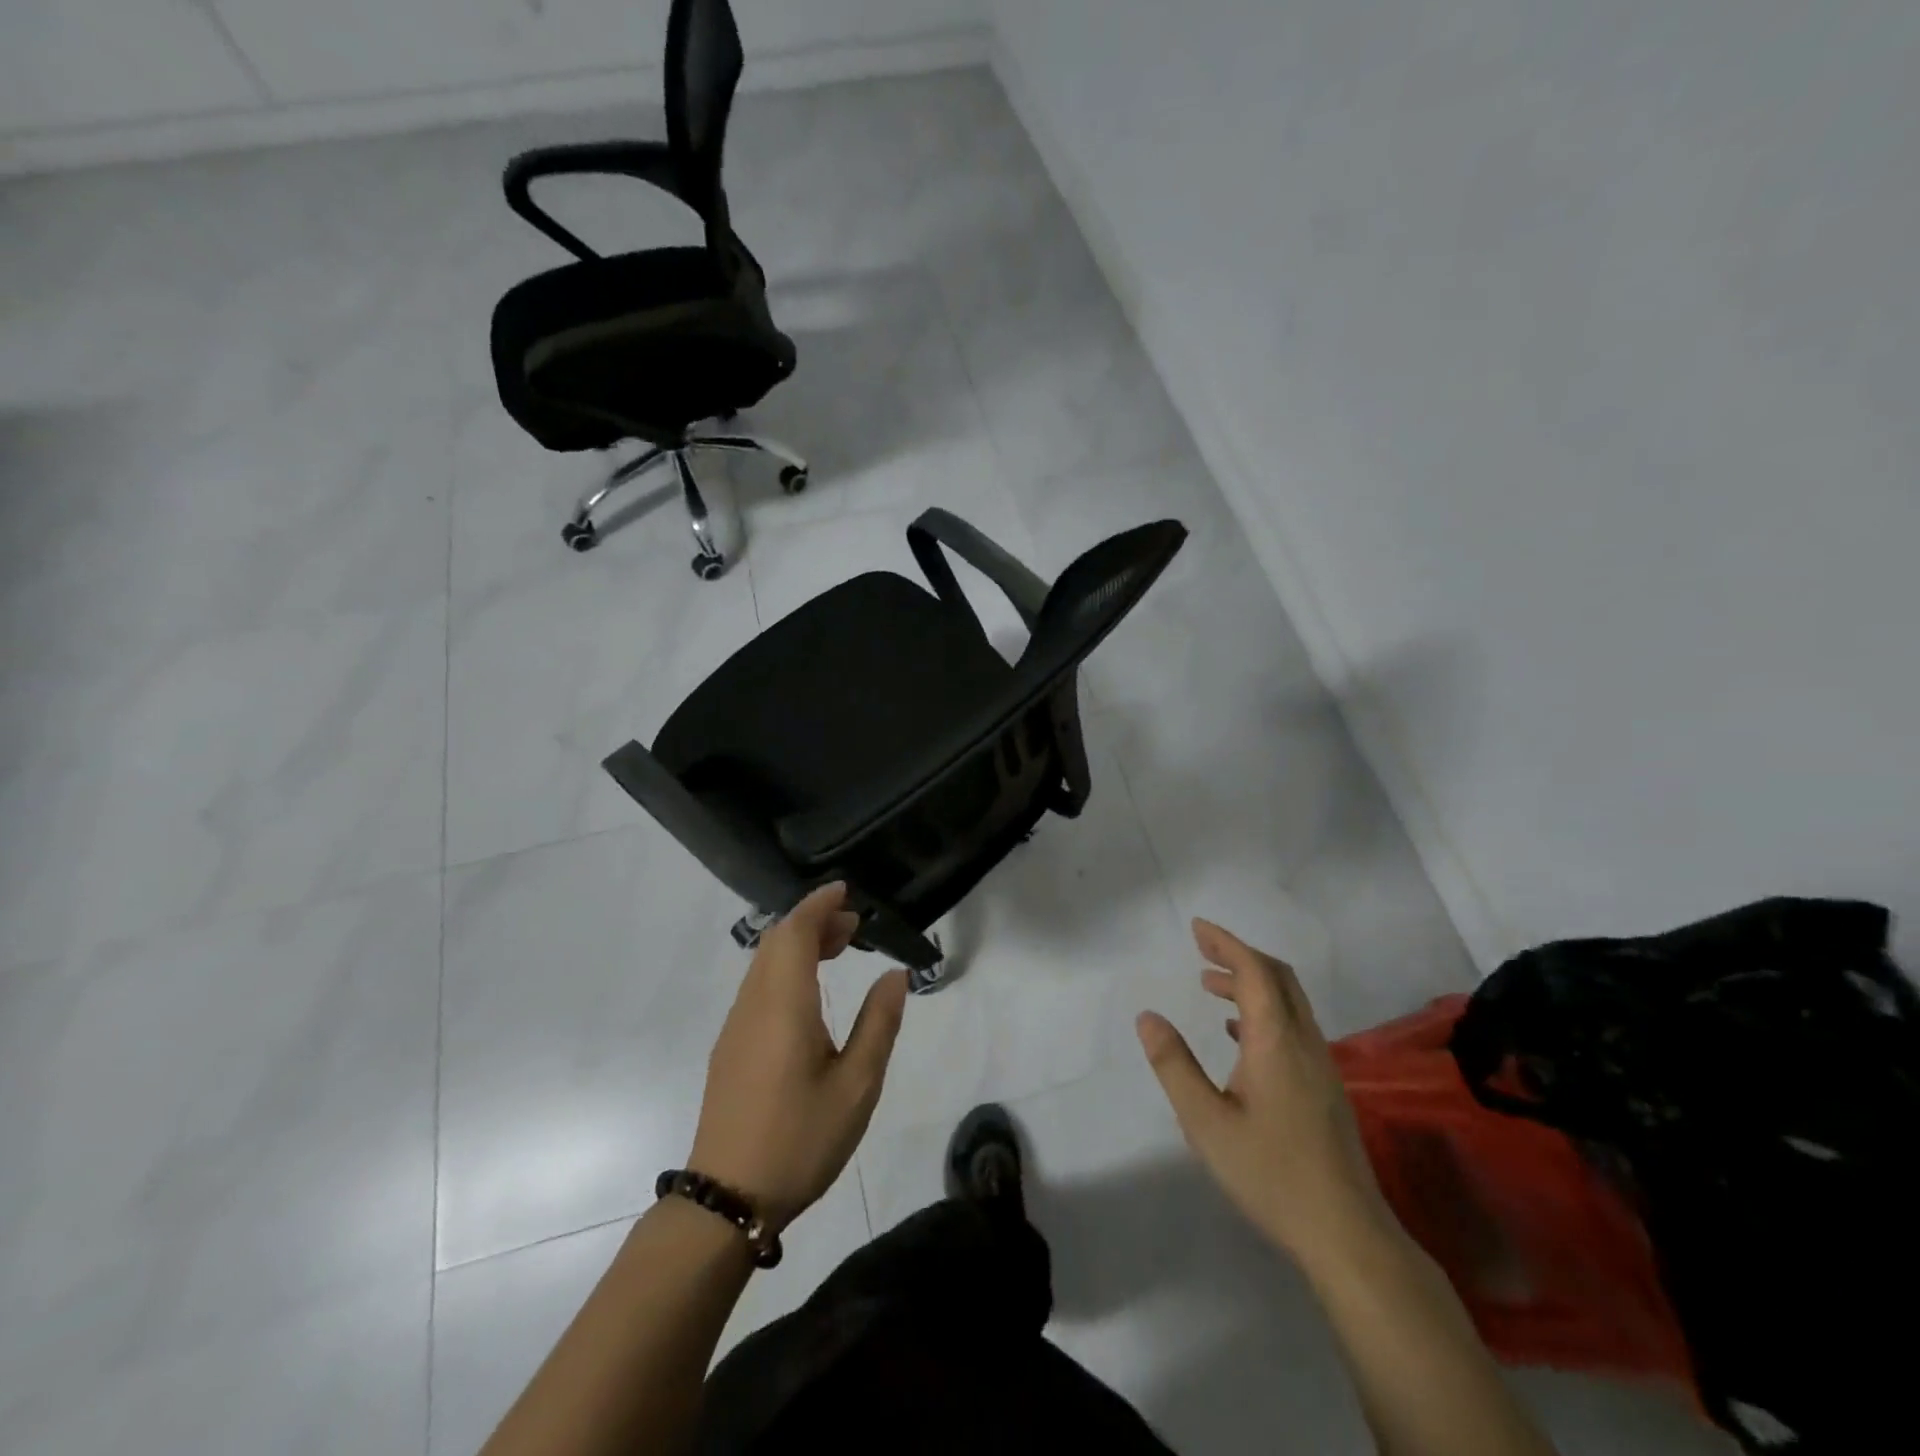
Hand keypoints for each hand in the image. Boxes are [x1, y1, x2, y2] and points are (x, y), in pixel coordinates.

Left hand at [688, 884, 907, 1231]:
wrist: (727, 1199)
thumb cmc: (800, 1139)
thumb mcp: (857, 1085)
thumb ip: (878, 1023)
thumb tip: (895, 975)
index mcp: (783, 1005)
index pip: (795, 932)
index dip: (819, 905)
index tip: (846, 891)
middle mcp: (753, 1004)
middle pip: (777, 941)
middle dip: (814, 921)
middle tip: (855, 925)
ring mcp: (736, 1025)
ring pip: (764, 962)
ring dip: (798, 944)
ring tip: (839, 949)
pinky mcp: (730, 1046)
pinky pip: (758, 985)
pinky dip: (785, 967)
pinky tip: (810, 991)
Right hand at [1137, 920, 1388, 1268]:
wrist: (1347, 1234)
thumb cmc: (1271, 1173)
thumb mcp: (1206, 1122)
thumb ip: (1174, 1065)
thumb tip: (1148, 1017)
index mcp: (1276, 1041)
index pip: (1255, 972)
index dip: (1226, 943)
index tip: (1197, 928)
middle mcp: (1304, 1042)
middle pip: (1278, 977)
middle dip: (1239, 954)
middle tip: (1201, 948)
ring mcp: (1320, 1065)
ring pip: (1288, 1002)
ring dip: (1250, 982)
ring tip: (1210, 985)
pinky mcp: (1325, 1088)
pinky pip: (1293, 1026)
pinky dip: (1263, 1010)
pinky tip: (1237, 1034)